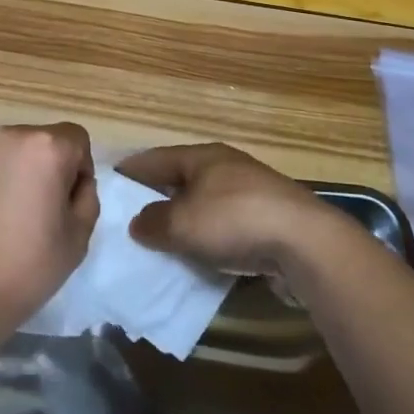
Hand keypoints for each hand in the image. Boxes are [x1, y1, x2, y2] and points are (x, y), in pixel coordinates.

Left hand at [0, 124, 98, 327]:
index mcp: (48, 147)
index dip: (80, 170)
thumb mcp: (77, 238)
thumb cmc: (25, 265)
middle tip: (42, 212)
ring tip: (11, 215)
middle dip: (50, 168)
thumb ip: (86, 199)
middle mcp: (12, 135)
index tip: (69, 204)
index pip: (77, 140)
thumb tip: (74, 184)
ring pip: (15, 151)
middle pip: (45, 141)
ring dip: (22, 172)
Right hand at [119, 143, 348, 277]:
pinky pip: (226, 226)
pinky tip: (200, 257)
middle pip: (181, 180)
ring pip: (204, 204)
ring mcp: (250, 193)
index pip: (155, 158)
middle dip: (156, 198)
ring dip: (185, 221)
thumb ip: (153, 223)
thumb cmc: (235, 221)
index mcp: (202, 157)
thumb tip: (138, 223)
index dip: (130, 171)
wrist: (306, 243)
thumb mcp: (182, 223)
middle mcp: (225, 167)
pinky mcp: (268, 220)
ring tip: (161, 242)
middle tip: (129, 218)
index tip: (108, 183)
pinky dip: (209, 238)